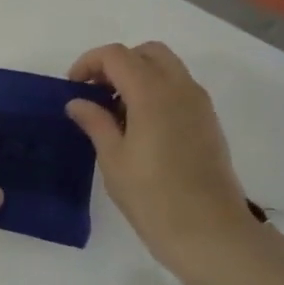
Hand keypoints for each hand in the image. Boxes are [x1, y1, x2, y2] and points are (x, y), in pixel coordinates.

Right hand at [67, 42, 261, 274]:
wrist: (209, 232)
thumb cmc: (153, 196)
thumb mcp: (113, 159)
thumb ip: (95, 122)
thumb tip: (78, 102)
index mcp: (152, 92)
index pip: (116, 55)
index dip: (89, 63)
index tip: (73, 87)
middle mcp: (180, 88)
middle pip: (147, 52)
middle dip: (117, 63)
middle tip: (96, 91)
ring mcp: (199, 104)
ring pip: (167, 68)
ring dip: (139, 76)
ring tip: (116, 111)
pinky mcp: (209, 122)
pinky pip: (180, 89)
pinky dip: (157, 91)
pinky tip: (141, 126)